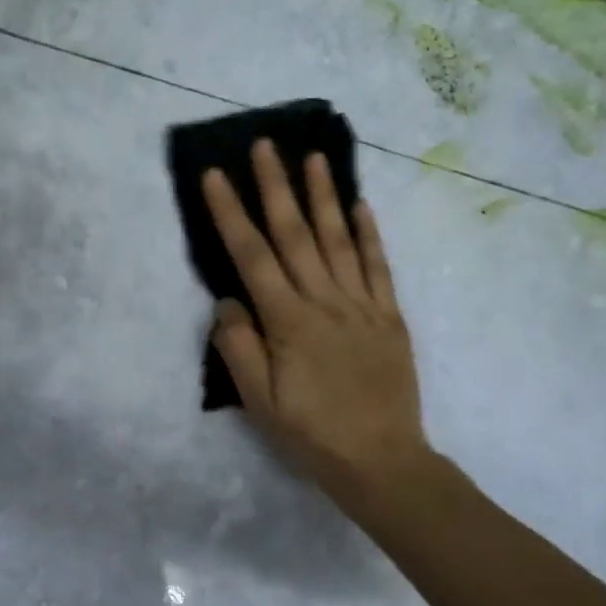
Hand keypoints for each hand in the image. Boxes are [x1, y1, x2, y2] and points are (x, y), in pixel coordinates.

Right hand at [204, 140, 430, 511]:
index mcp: (288, 321)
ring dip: (323, 196)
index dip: (231, 213)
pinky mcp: (389, 316)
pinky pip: (379, 266)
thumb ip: (239, 348)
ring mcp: (362, 305)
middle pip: (295, 234)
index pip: (252, 256)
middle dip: (276, 186)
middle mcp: (324, 301)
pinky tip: (360, 205)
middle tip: (265, 144)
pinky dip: (369, 233)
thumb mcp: (259, 402)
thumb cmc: (311, 434)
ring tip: (313, 157)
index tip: (216, 175)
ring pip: (339, 239)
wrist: (381, 461)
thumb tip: (227, 300)